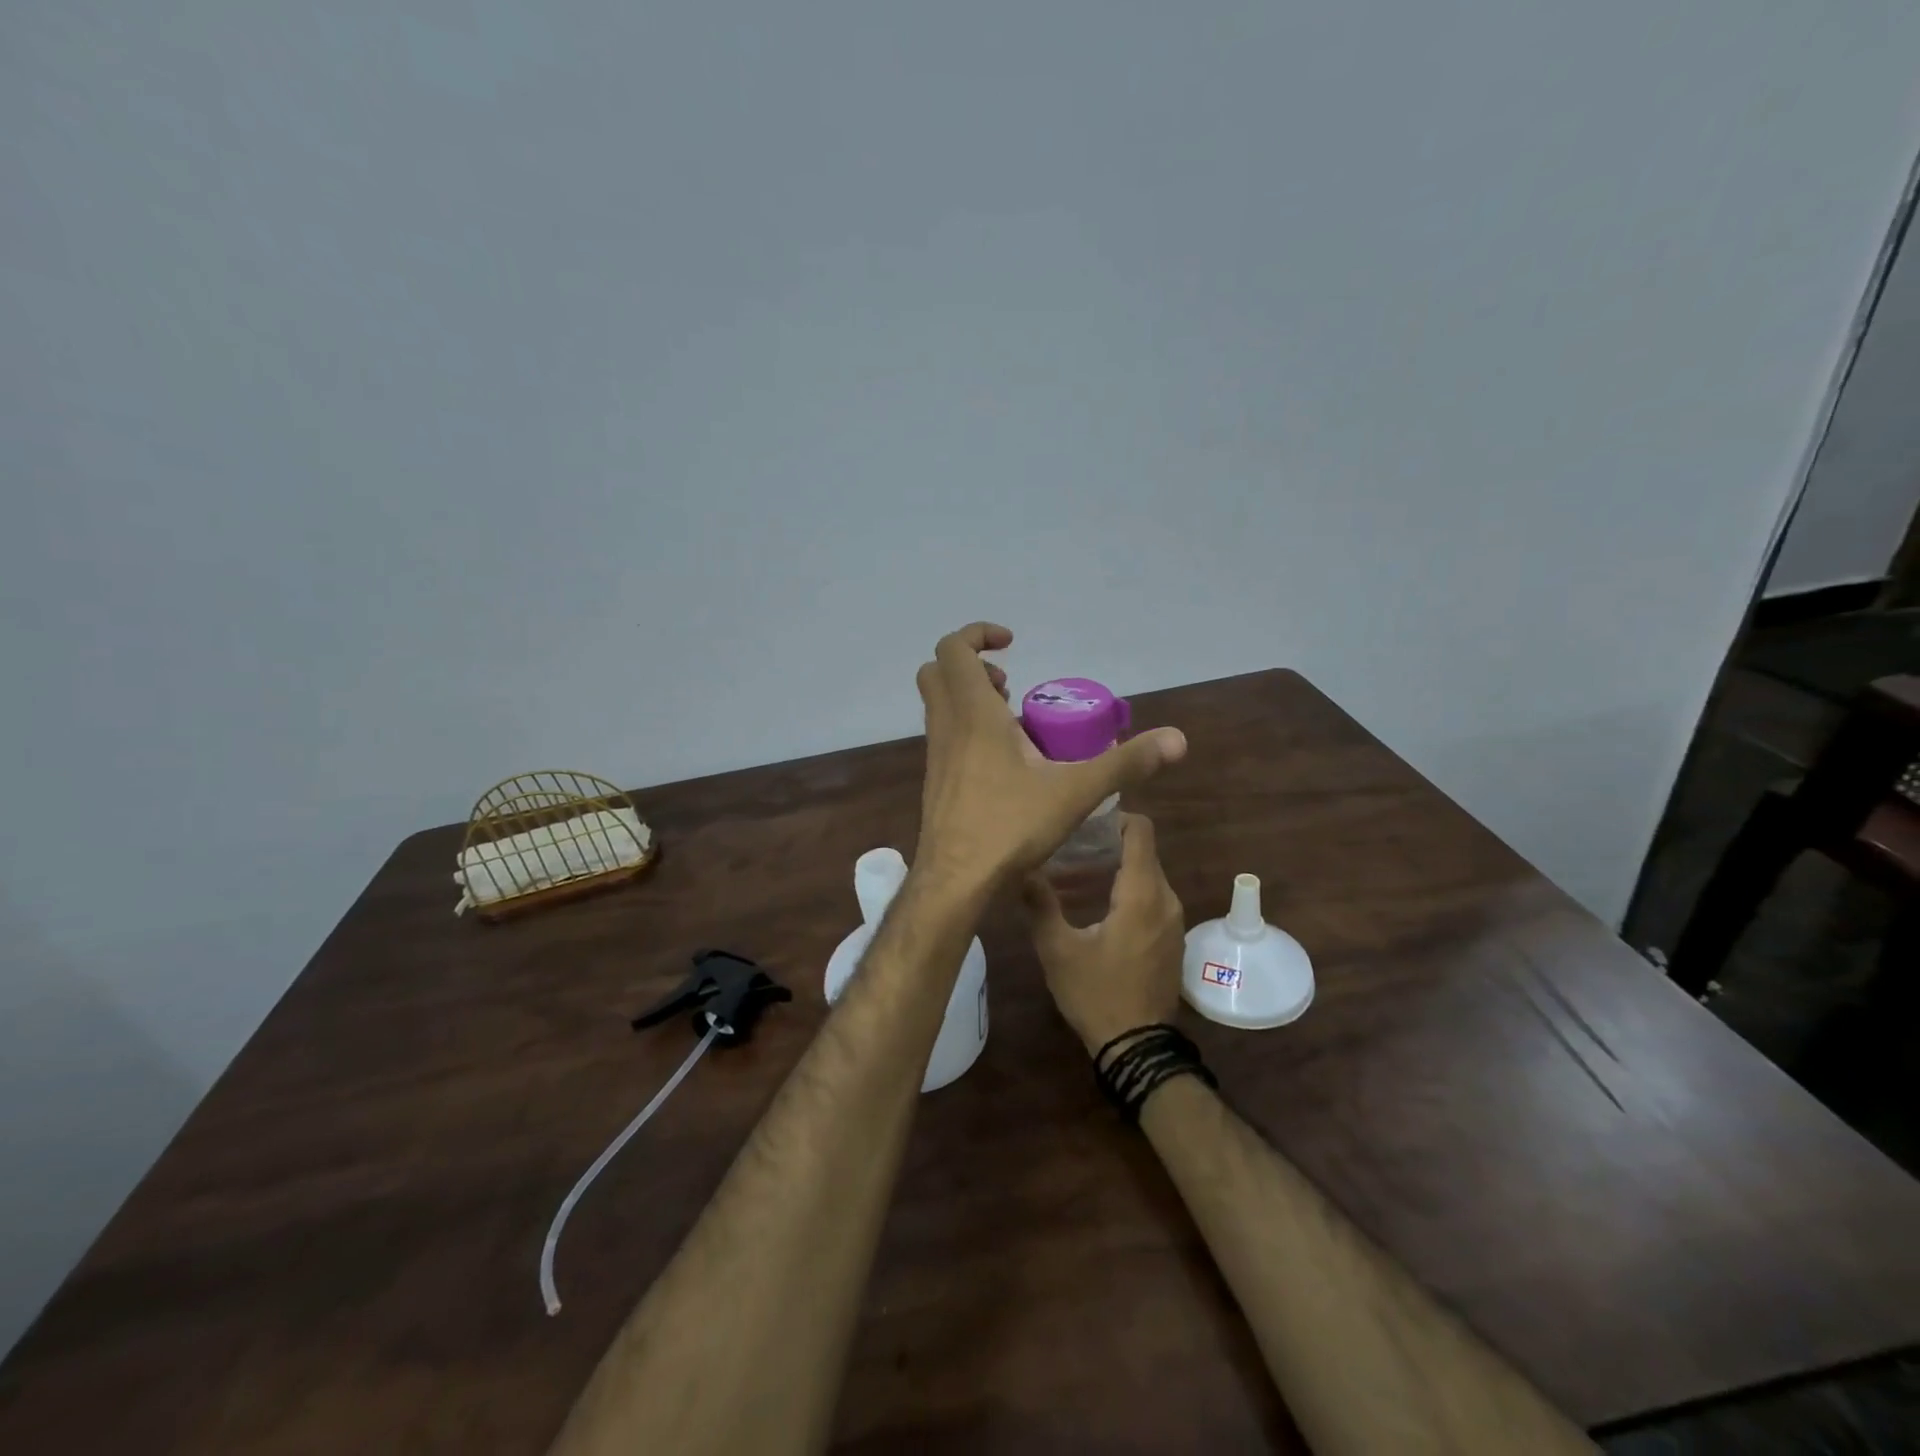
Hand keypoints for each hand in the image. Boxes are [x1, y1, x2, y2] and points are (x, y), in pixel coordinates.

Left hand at [913, 623, 1186, 892]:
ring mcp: (935, 756)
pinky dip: (968, 731)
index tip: (1012, 643)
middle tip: (1011, 687)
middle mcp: (946, 727)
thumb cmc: (1008, 827)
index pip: (953, 649)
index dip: (977, 634)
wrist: (954, 881)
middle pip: (937, 672)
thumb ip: (1125, 763)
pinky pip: (945, 737)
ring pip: (939, 707)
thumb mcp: (1075, 792)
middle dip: (972, 666)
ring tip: (1015, 723)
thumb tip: (1177, 739)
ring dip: (970, 699)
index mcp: (972, 714)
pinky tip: (1005, 764)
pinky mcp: (936, 782)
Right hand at [1022, 814, 1186, 1056]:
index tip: (1082, 823)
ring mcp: (1174, 919)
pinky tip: (1096, 906)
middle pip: (1142, 851)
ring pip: (1147, 874)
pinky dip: (1128, 890)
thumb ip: (1041, 904)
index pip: (1140, 831)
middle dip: (1107, 845)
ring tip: (1074, 878)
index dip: (1114, 817)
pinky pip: (1153, 897)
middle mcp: (1166, 899)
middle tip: (1067, 851)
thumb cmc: (1096, 994)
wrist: (1137, 1047)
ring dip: (1115, 869)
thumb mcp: (1058, 950)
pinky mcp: (1172, 937)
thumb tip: (1022, 867)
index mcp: (1142, 894)